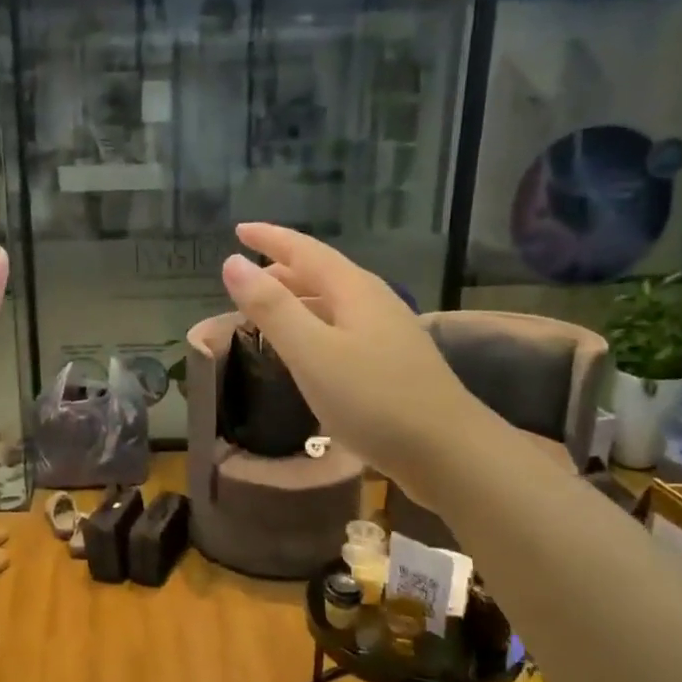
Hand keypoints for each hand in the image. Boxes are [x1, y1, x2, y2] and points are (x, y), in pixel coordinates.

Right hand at [220, 223, 469, 486]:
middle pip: (321, 274)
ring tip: (267, 309)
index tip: (239, 230)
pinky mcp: (392, 363)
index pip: (305, 251)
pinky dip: (314, 326)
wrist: (448, 451)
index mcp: (354, 290)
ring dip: (298, 299)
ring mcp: (387, 333)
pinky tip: (307, 349)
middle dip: (282, 270)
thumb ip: (272, 308)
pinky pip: (342, 328)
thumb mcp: (312, 352)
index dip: (270, 239)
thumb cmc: (374, 399)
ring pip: (333, 302)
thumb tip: (233, 262)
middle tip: (245, 275)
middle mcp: (373, 302)